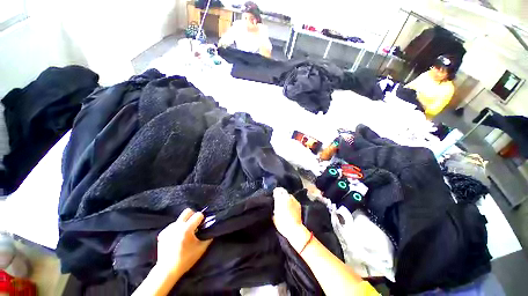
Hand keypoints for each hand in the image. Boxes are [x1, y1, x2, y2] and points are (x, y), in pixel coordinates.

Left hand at [156, 208, 212, 276]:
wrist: (167, 271)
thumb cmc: (186, 260)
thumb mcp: (201, 248)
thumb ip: (208, 236)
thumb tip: (212, 228)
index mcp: (186, 229)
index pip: (198, 214)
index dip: (202, 219)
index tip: (202, 226)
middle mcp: (177, 226)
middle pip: (188, 211)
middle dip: (193, 215)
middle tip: (195, 225)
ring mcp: (168, 229)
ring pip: (180, 219)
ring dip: (185, 223)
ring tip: (186, 234)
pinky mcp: (162, 233)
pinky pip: (173, 225)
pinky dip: (177, 229)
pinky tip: (177, 238)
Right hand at [273, 188, 310, 251]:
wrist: (294, 228)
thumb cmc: (282, 223)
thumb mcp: (274, 215)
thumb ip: (274, 207)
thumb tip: (275, 205)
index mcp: (279, 199)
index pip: (277, 190)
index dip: (275, 192)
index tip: (274, 195)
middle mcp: (287, 197)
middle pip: (283, 191)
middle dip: (280, 193)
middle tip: (279, 198)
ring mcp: (293, 199)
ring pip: (288, 195)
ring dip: (286, 197)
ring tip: (285, 203)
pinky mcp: (298, 203)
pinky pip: (293, 199)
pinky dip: (291, 201)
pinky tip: (290, 206)